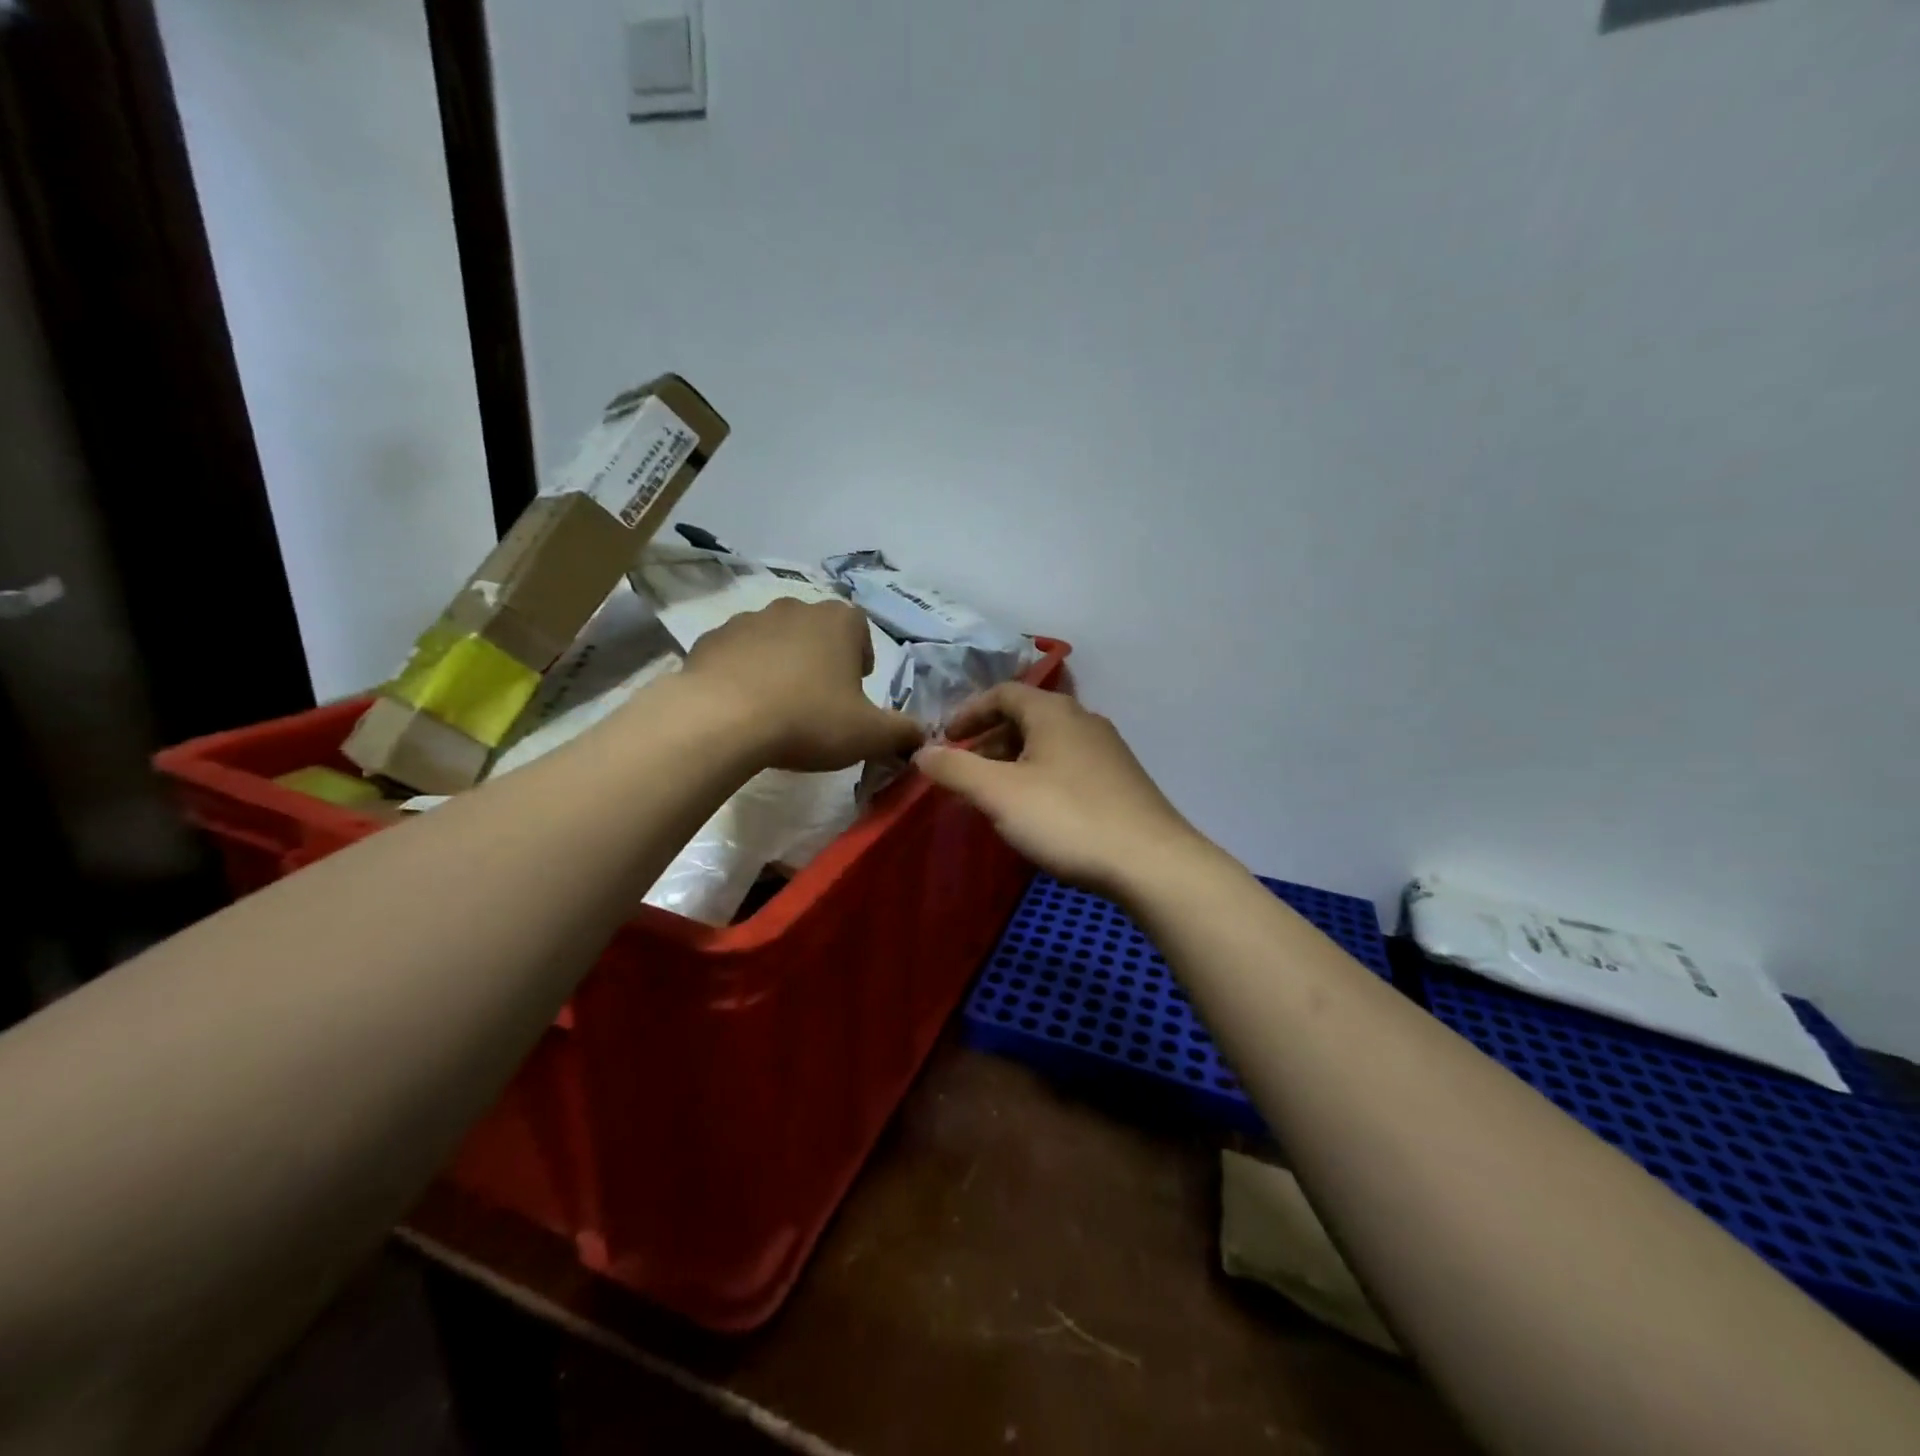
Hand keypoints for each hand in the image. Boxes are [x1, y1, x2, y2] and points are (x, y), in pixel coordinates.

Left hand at [680, 598, 923, 771]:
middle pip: (817, 632)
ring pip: (775, 640)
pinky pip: (737, 655)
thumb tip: (923, 735)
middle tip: (819, 702)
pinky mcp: (711, 639)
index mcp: (838, 621)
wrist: (722, 721)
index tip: (854, 691)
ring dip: (781, 665)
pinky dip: (743, 673)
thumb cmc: (808, 719)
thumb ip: (903, 732)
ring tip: (778, 707)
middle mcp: (795, 608)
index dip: (860, 659)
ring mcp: (748, 619)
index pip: (860, 629)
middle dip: (821, 661)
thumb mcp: (869, 735)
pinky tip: (742, 706)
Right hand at [913, 682, 1211, 897]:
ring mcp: (1108, 751)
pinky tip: (1036, 812)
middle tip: (964, 771)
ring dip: (1014, 761)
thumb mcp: (999, 794)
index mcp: (1054, 712)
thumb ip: (955, 769)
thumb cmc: (1067, 818)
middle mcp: (1084, 720)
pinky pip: (1068, 766)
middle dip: (989, 740)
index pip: (1002, 693)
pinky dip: (1040, 777)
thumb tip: (921, 752)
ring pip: (1048, 744)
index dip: (968, 712)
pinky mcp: (1121, 781)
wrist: (1151, 863)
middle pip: (1026, 717)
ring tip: (994, 795)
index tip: (944, 739)